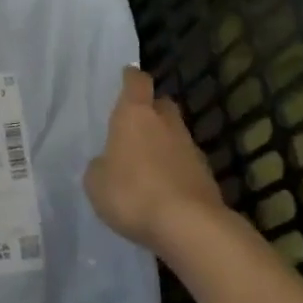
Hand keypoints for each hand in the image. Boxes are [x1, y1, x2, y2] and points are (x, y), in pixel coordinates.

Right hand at [84, 67, 224, 253]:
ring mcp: (190, 147)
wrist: (189, 226)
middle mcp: (165, 123)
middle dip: (151, 110)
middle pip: (162, 104)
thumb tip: (107, 163)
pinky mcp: (206, 175)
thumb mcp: (96, 183)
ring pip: (176, 134)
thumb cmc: (133, 193)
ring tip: (148, 165)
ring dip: (164, 143)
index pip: (137, 82)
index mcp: (135, 114)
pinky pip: (186, 163)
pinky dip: (176, 170)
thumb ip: (100, 167)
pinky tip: (165, 190)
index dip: (131, 78)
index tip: (127, 77)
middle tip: (136, 125)